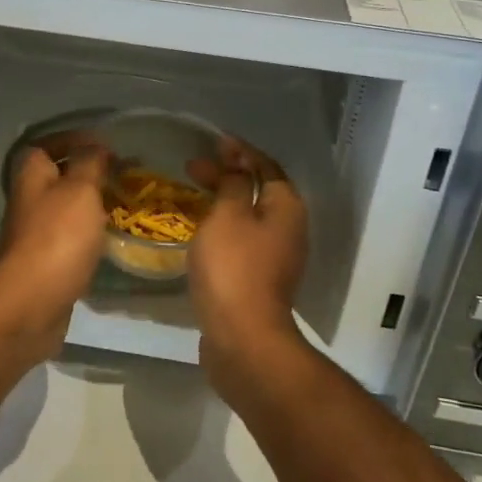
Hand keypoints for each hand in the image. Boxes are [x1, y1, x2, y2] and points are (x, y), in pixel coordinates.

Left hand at [0, 136, 111, 360]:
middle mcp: (28, 198)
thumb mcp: (80, 189)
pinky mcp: (45, 259)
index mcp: (31, 173)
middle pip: (58, 174)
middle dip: (88, 171)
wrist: (32, 303)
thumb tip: (96, 147)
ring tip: (123, 202)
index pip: (48, 143)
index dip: (75, 139)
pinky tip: (110, 235)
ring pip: (65, 205)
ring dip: (91, 202)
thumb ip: (90, 163)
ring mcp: (34, 231)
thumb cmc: (58, 237)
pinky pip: (69, 234)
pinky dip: (89, 230)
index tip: (106, 145)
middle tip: (121, 174)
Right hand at [185, 137, 309, 389]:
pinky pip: (242, 241)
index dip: (240, 151)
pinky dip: (223, 228)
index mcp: (286, 208)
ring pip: (249, 217)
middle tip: (193, 168)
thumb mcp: (228, 215)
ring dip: (224, 202)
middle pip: (258, 190)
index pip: (266, 166)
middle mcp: (289, 229)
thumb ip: (233, 183)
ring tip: (193, 195)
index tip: (214, 142)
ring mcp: (277, 258)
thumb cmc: (234, 268)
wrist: (243, 339)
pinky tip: (200, 232)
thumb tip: (238, 163)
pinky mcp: (260, 280)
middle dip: (228, 176)